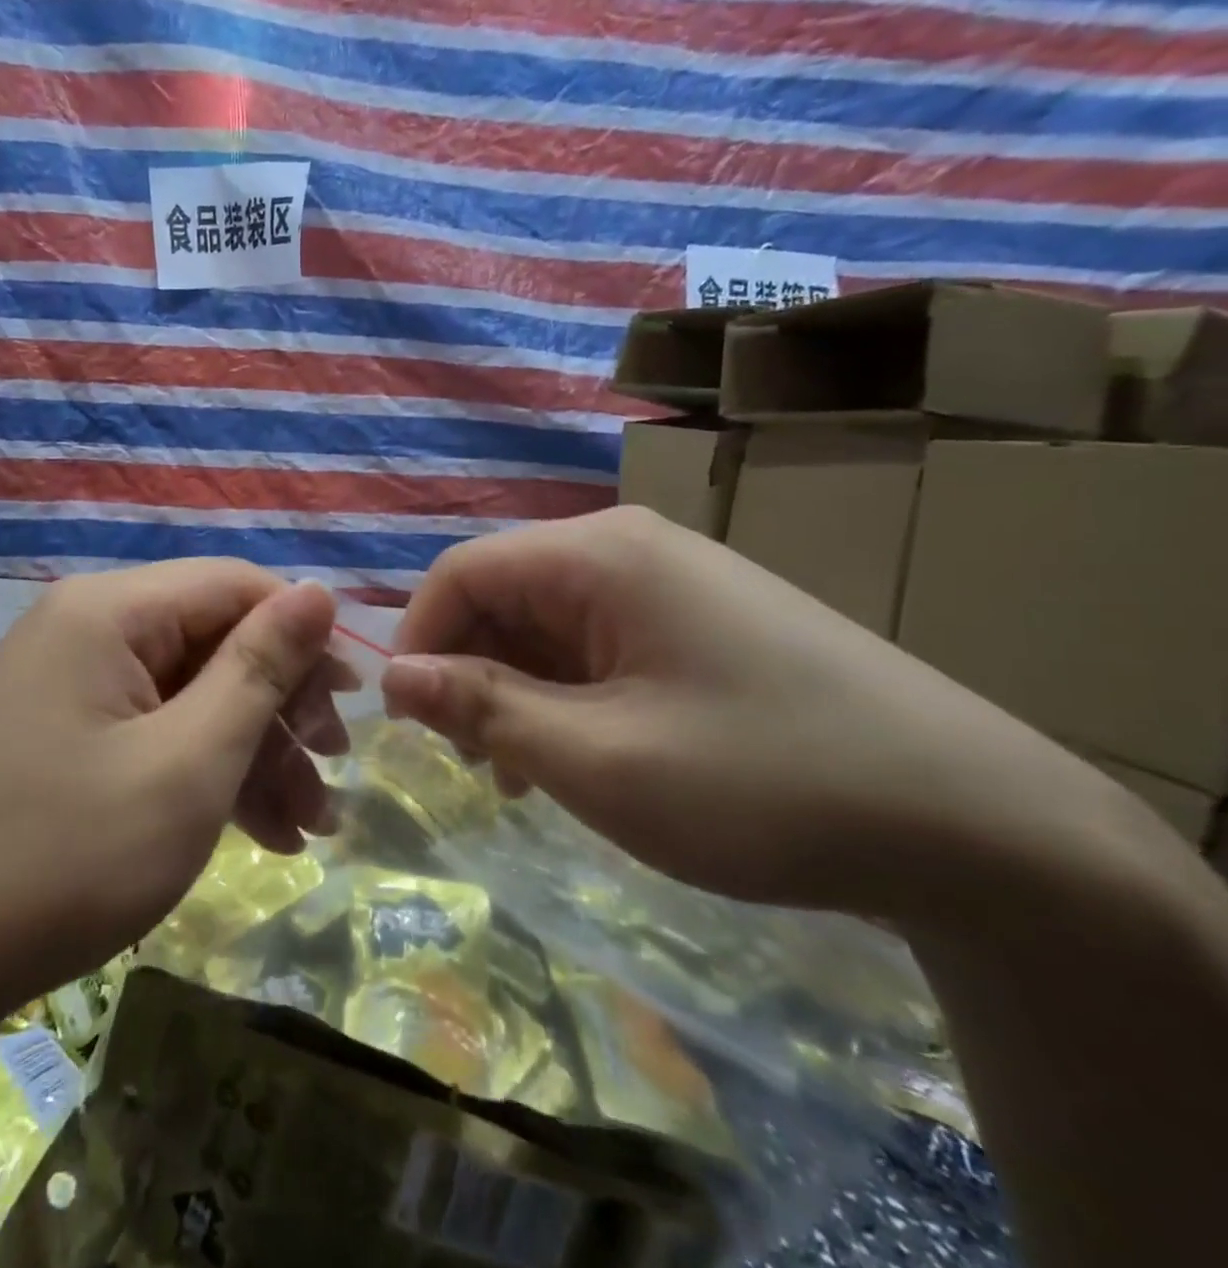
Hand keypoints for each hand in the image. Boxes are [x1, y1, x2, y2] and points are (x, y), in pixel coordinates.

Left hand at [0, 561, 343, 1021]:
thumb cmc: (65, 861)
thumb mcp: (188, 764)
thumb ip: (258, 669)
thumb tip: (318, 592)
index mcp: (109, 611)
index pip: (236, 585)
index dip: (303, 636)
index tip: (351, 705)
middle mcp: (87, 628)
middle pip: (214, 640)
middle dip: (280, 708)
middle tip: (332, 772)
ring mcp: (72, 683)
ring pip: (191, 693)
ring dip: (254, 751)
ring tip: (309, 824)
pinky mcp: (66, 733)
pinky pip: (154, 729)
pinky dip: (206, 772)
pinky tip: (260, 832)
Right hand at [382, 507, 1118, 914]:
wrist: (981, 827)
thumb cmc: (763, 784)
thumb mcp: (598, 759)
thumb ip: (481, 709)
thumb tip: (394, 677)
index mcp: (600, 555)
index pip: (460, 572)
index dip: (417, 640)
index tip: (408, 721)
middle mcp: (629, 548)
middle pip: (503, 593)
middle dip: (468, 671)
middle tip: (472, 761)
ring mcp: (671, 581)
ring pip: (546, 623)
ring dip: (515, 690)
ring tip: (522, 772)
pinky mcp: (699, 620)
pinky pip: (596, 642)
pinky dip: (565, 694)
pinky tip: (580, 753)